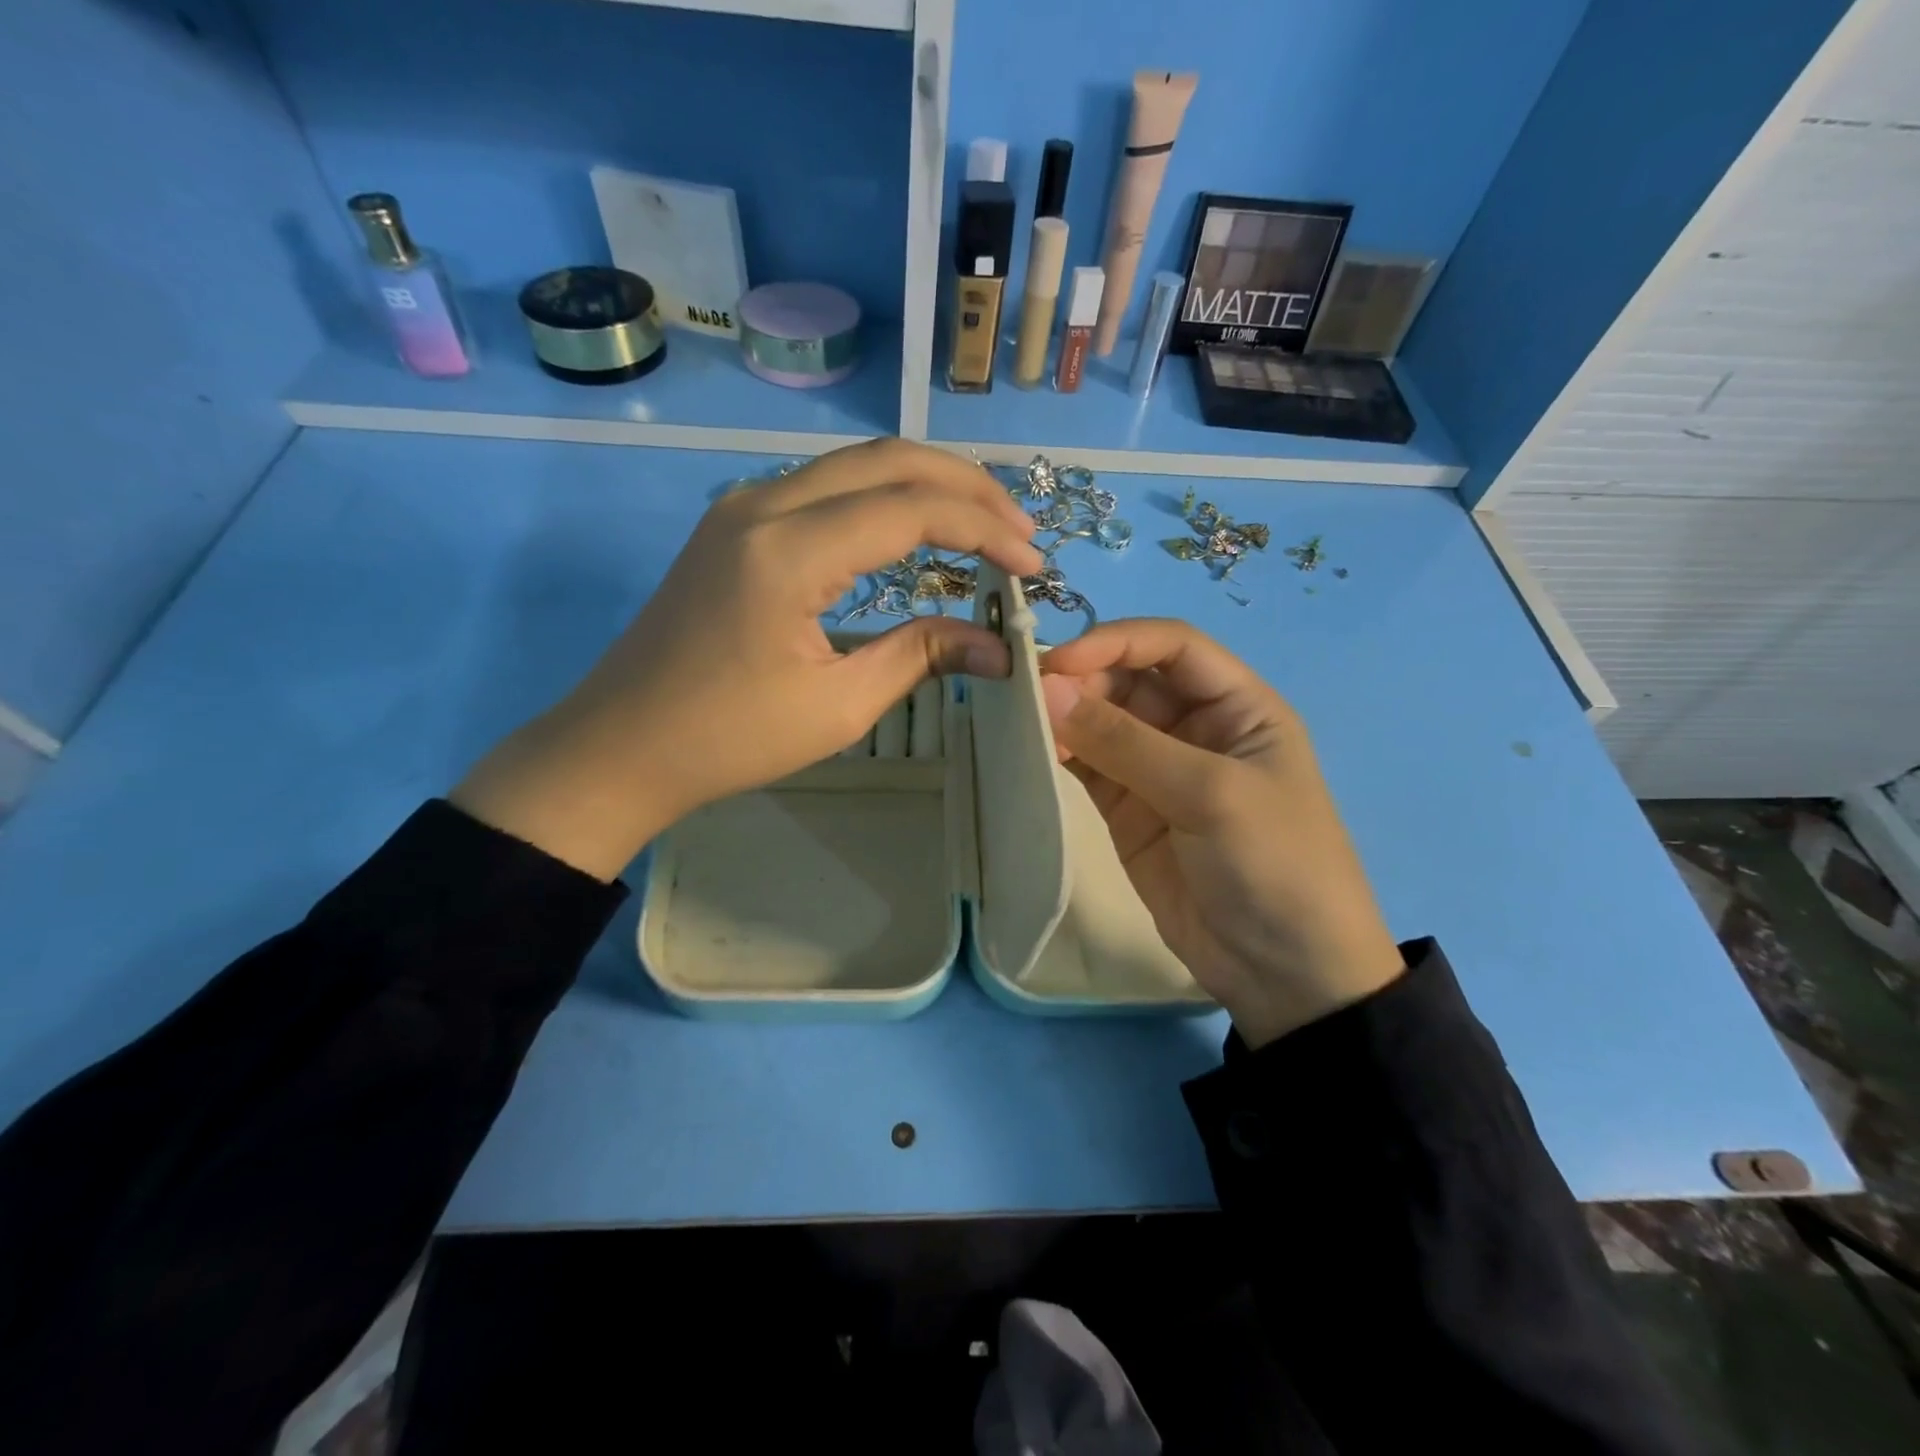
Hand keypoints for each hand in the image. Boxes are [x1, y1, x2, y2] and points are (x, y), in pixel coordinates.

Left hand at [454, 439, 1042, 879]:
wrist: (622, 744)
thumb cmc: (729, 738)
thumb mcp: (838, 706)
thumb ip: (922, 657)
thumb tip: (1001, 649)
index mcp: (789, 549)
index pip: (911, 508)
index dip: (983, 531)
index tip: (1033, 567)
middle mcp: (765, 503)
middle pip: (889, 460)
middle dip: (967, 488)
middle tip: (1020, 531)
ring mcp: (744, 506)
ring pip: (857, 465)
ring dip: (926, 485)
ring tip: (984, 526)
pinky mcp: (736, 523)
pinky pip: (827, 488)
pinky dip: (884, 498)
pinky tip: (914, 529)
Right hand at [1040, 620, 1403, 1046]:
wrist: (1285, 974)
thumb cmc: (1274, 865)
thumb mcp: (1211, 794)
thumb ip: (1126, 742)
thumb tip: (1046, 688)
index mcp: (1238, 706)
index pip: (1172, 647)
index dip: (1116, 642)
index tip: (1059, 662)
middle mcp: (1195, 727)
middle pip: (1128, 680)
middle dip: (1081, 680)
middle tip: (1027, 696)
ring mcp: (1157, 770)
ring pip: (1101, 722)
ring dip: (1063, 716)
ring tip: (1018, 719)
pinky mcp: (1127, 809)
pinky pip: (1087, 766)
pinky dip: (1059, 754)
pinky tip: (1030, 750)